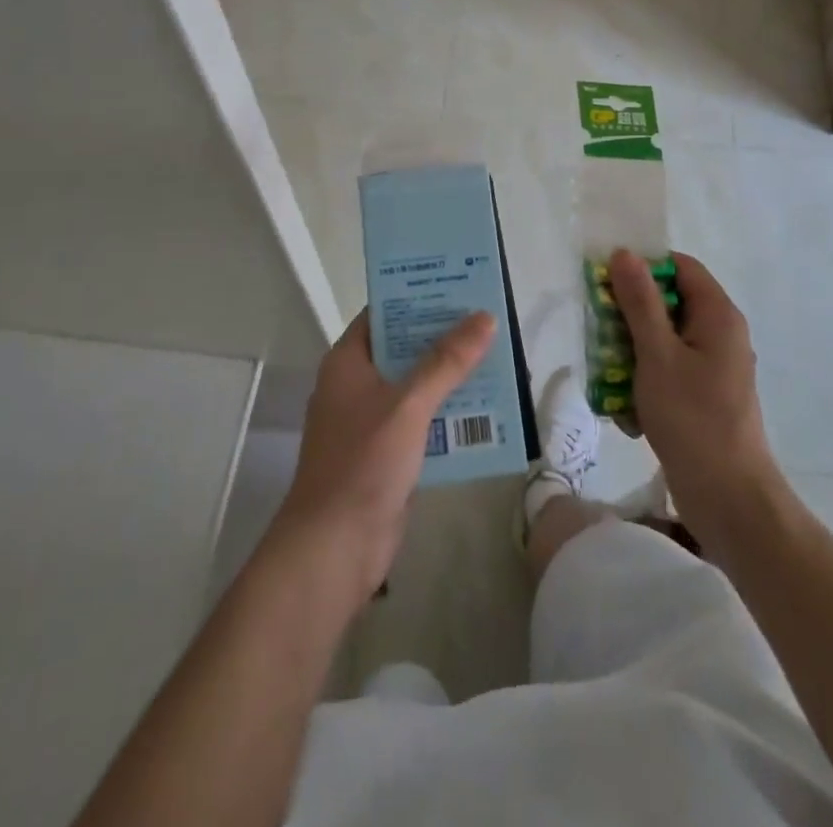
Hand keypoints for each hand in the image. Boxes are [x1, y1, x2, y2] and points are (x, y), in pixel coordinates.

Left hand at [271, 308, 494, 609]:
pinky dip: (449, 413)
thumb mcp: (408, 404)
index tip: (456, 284)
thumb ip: (447, 361)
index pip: (383, 313)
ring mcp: (372, 421)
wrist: (335, 547)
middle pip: (404, 348)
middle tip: (488, 319)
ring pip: (417, 386)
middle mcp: (357, 385)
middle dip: (443, 337)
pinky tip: (487, 409)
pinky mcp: (388, 453)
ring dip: (451, 376)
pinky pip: (423, 421)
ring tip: (497, 357)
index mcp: (348, 362)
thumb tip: (484, 318)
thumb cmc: (363, 462)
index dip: (416, 297)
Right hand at [609, 250, 777, 534]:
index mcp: (718, 315)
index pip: (680, 267)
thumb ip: (640, 302)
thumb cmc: (692, 418)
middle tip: (598, 329)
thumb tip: (625, 253)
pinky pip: (669, 372)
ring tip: (607, 374)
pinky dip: (645, 382)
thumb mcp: (657, 354)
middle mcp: (720, 334)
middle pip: (669, 303)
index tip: (606, 282)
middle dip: (630, 314)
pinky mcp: (704, 398)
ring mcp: (713, 368)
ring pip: (664, 340)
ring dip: (632, 352)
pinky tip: (626, 410)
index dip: (644, 267)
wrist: (728, 498)